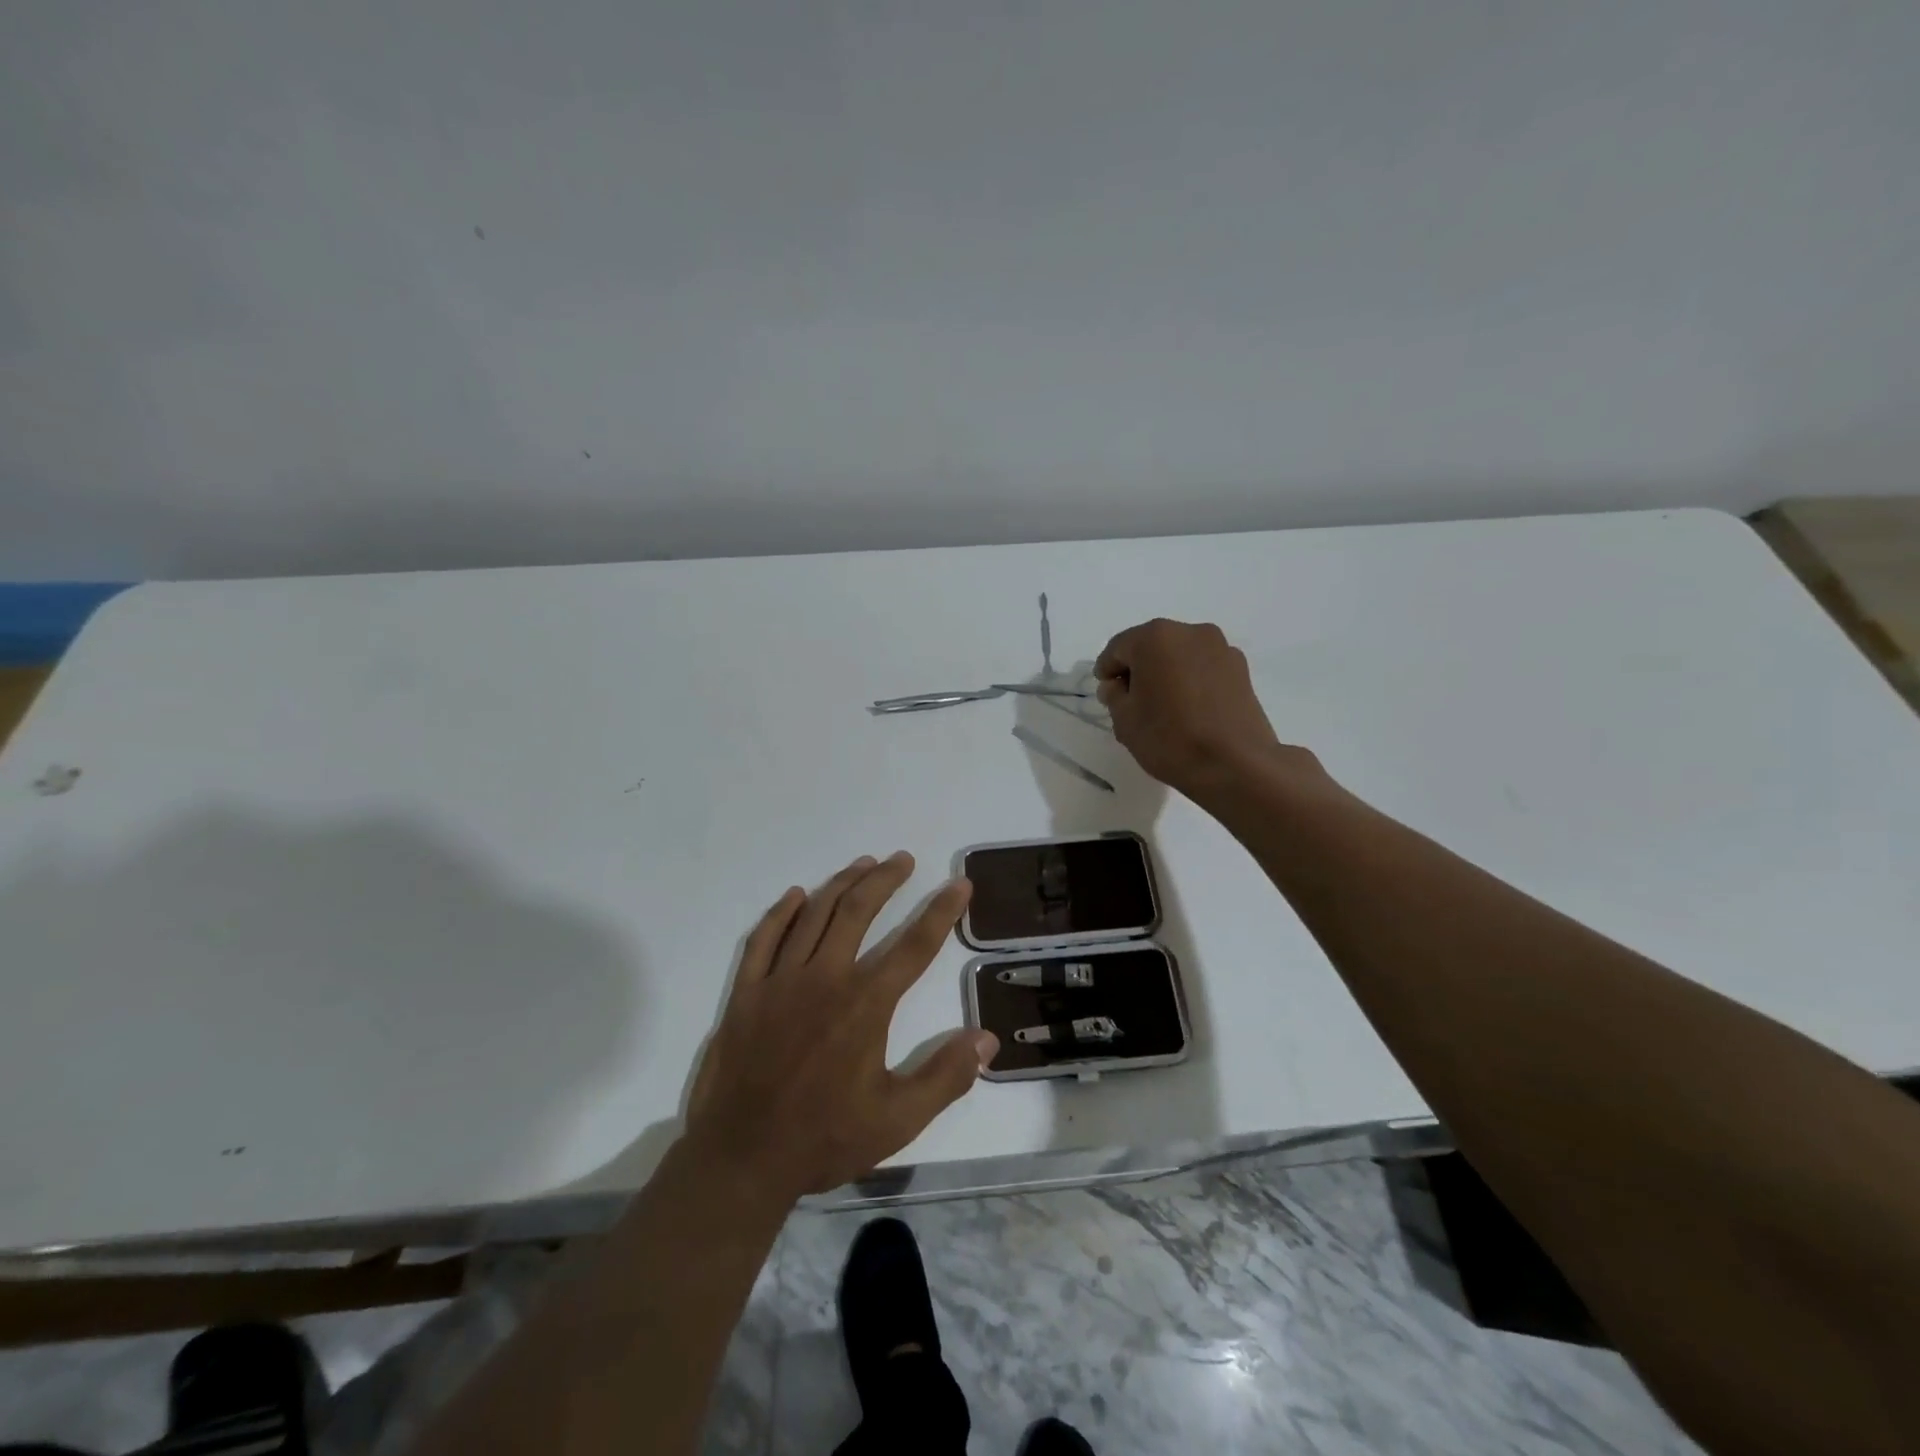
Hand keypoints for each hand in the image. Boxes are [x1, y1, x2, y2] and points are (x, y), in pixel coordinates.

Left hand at [683, 853, 996, 1202]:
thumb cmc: (824, 1138)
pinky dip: (782, 913)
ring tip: (864, 864)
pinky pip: (763, 939)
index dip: (942, 911)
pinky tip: (797, 896)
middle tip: (903, 859)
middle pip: (858, 911)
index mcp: (865, 1003)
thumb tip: (987, 1039)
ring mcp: (780, 980)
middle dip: (885, 880)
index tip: (960, 884)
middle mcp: (825, 977)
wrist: (740, 1159)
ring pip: (814, 915)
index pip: (914, 945)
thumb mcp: (897, 1120)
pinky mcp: (746, 992)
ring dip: (842, 884)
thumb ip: (945, 1076)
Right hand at [1095, 619, 1305, 800]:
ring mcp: (1220, 648)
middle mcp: (1190, 631)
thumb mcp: (1124, 720)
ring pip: (1180, 656)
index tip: (1107, 695)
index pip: (1118, 648)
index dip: (1107, 671)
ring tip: (1164, 708)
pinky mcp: (1241, 670)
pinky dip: (1191, 682)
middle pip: (1152, 646)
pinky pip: (1204, 668)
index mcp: (1155, 637)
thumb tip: (1118, 685)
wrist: (1236, 765)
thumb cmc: (1169, 738)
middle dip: (1138, 669)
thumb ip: (1114, 695)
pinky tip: (1190, 710)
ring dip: (1167, 674)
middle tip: (1132, 702)